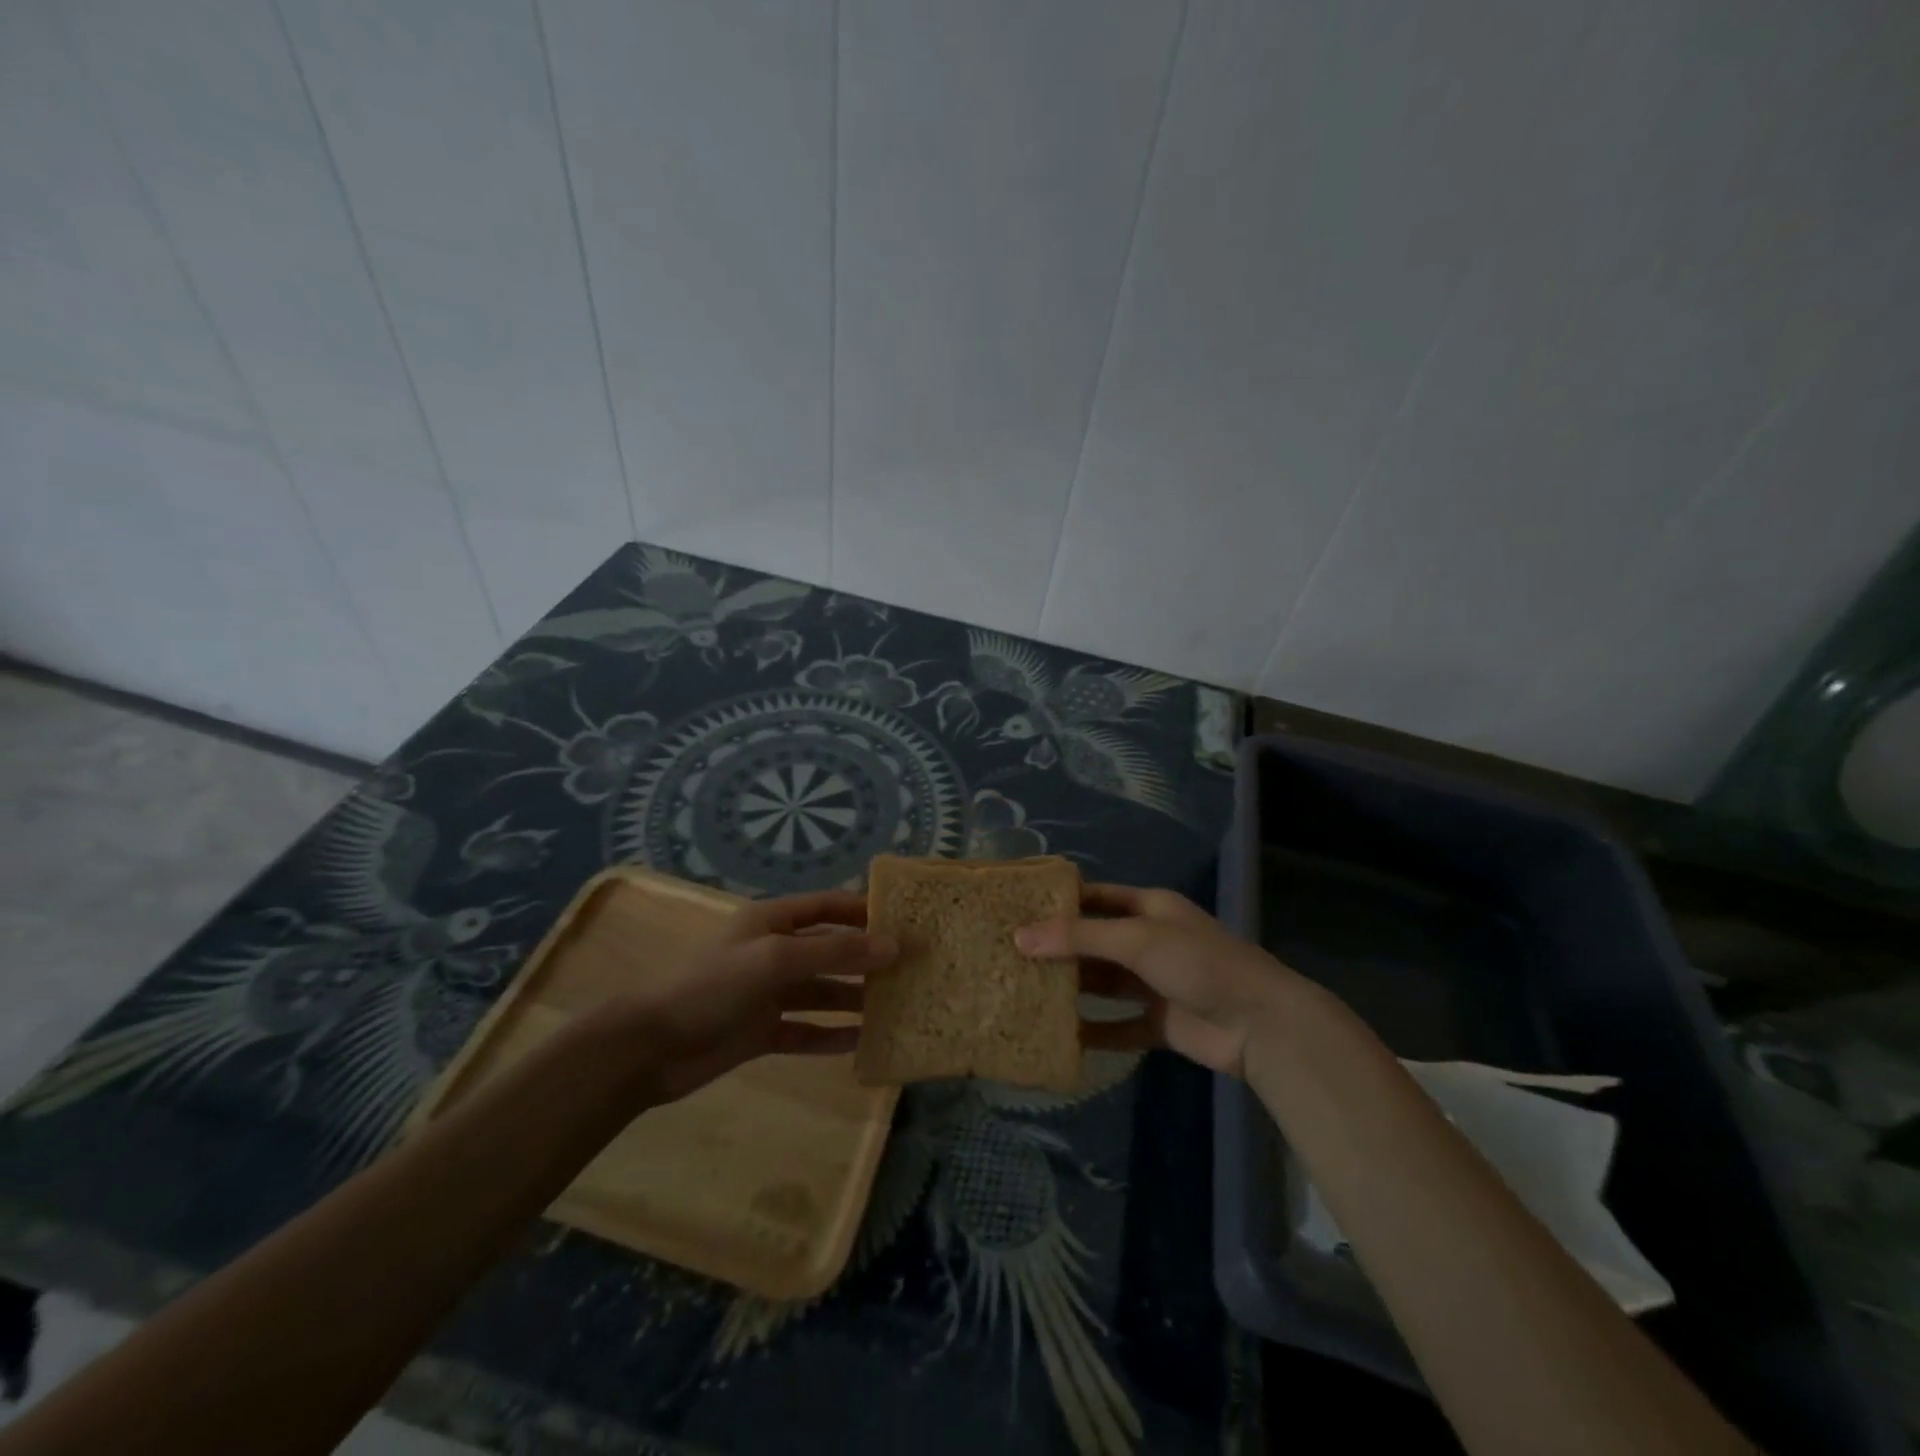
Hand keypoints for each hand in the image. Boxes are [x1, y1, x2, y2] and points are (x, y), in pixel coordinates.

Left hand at [616, 890, 896, 1103]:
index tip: (906, 921)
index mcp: (773, 921)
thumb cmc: (712, 986)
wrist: (649, 1047)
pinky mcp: (761, 1032)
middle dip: (867, 959)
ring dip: (854, 999)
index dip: (864, 910)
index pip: (828, 906)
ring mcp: (767, 994)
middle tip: (911, 970)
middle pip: (830, 951)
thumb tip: (894, 945)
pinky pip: (805, 1030)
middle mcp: (774, 952)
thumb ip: (835, 953)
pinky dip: (830, 1035)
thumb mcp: (776, 960)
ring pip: (822, 992)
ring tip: (896, 1008)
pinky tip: (861, 1043)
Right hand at [1016, 884, 1298, 1077]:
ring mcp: (1155, 984)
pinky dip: (1094, 1032)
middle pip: (1095, 941)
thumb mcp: (1137, 939)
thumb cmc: (1197, 963)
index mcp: (1149, 909)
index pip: (1096, 897)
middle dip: (1059, 948)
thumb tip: (1020, 938)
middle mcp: (1150, 941)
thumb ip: (1079, 937)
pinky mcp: (1160, 1023)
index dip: (1060, 901)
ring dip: (1073, 988)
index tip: (1018, 909)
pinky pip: (1119, 1026)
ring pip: (1104, 984)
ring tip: (1024, 992)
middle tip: (1010, 955)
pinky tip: (1061, 1037)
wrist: (1260, 1023)